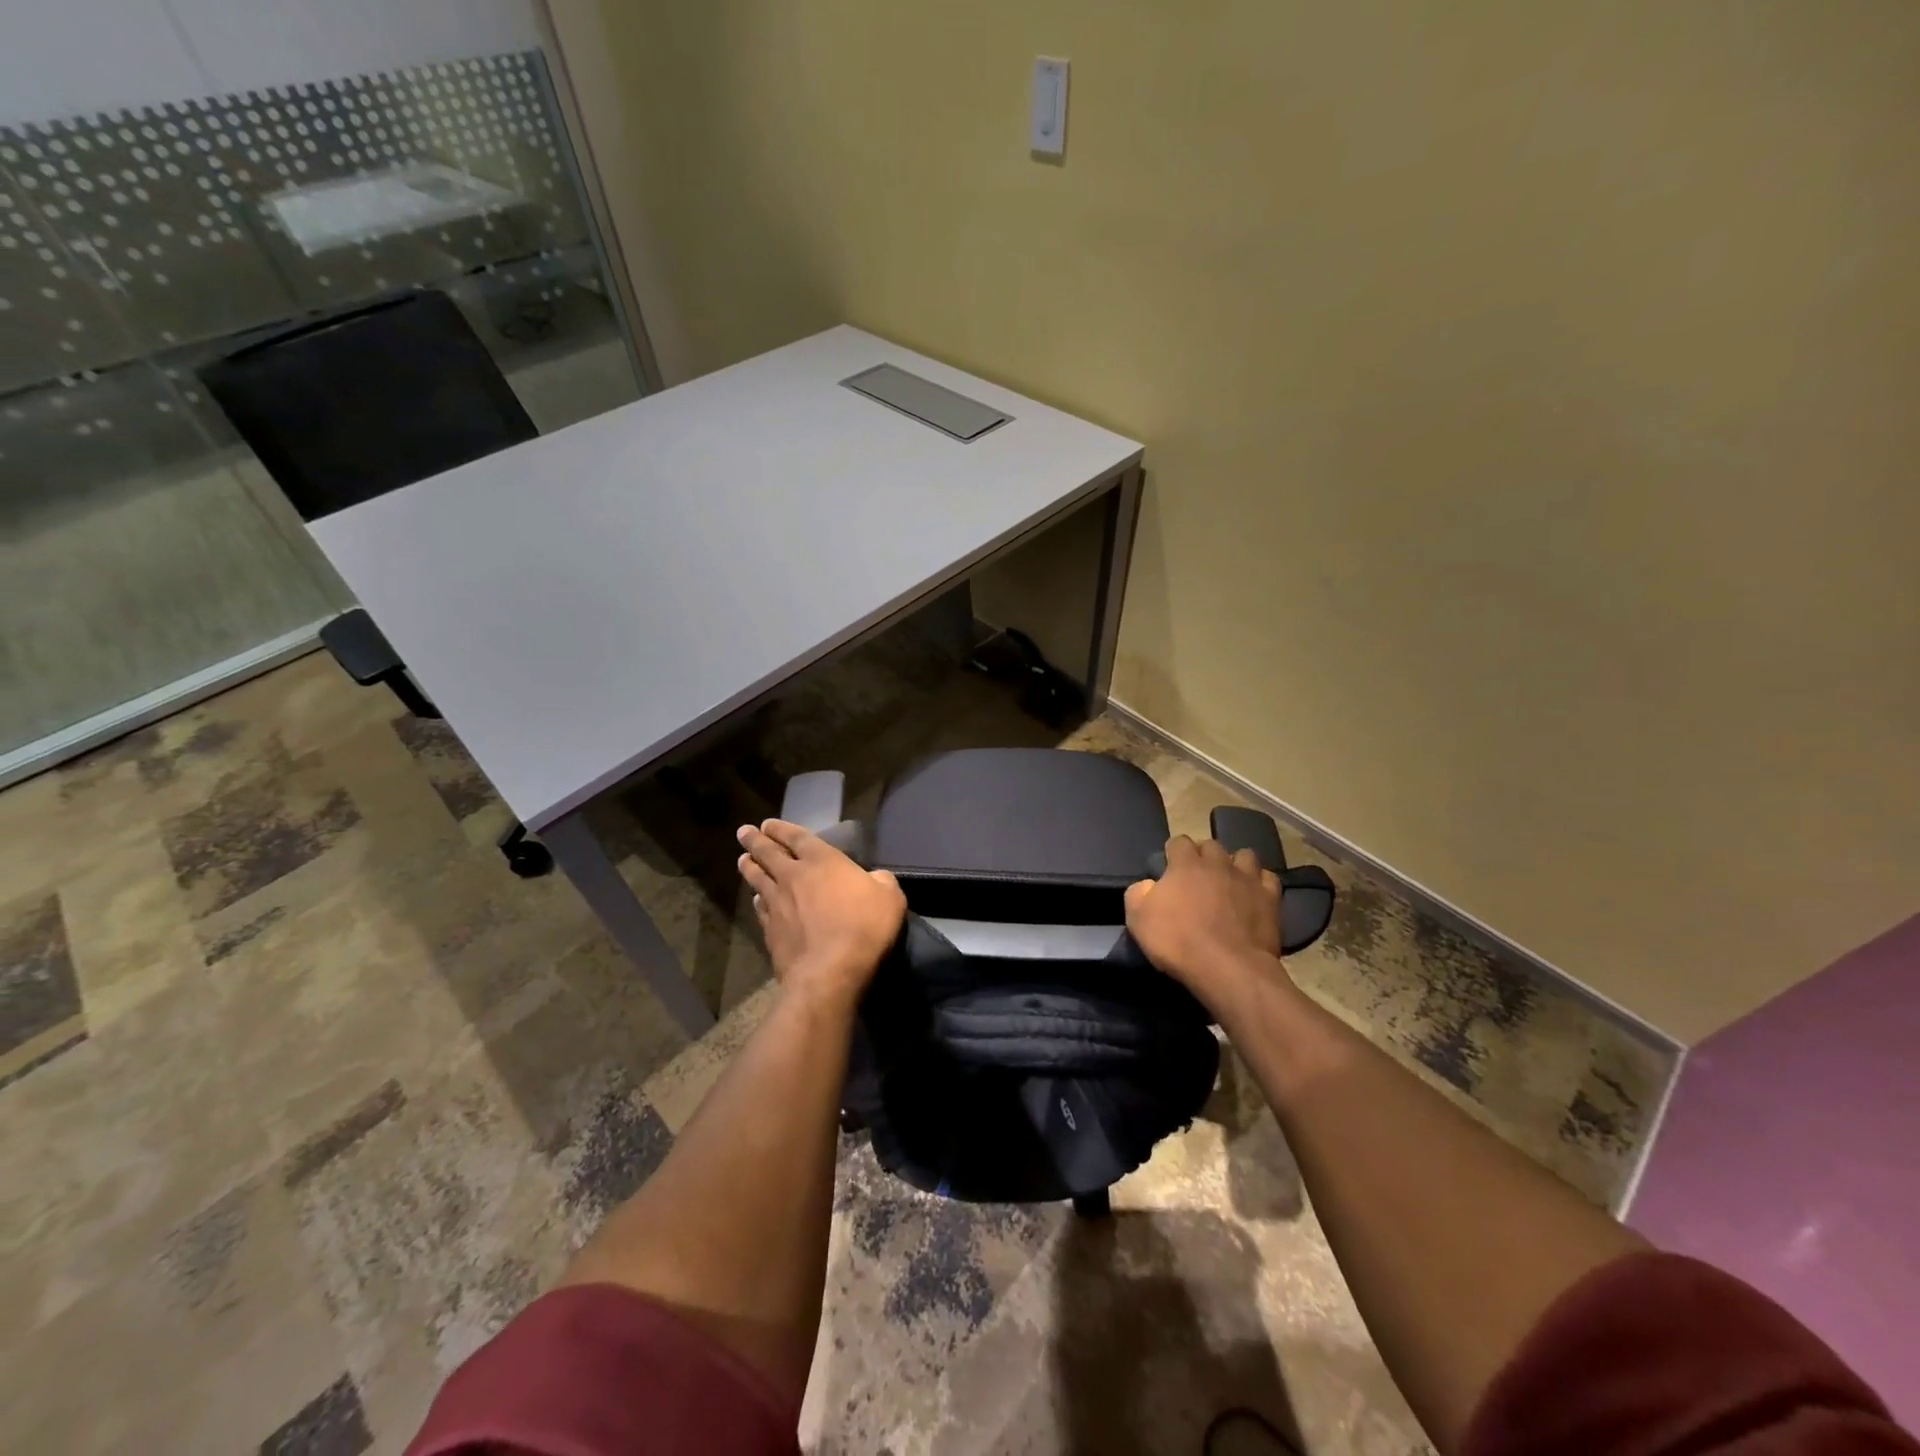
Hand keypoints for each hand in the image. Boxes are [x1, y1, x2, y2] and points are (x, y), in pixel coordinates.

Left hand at [737, 820, 906, 1009]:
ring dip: (749, 867)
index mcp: (822, 861)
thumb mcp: (890, 898)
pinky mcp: (770, 930)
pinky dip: (757, 900)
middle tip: (744, 832)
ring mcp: (777, 904)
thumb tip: (875, 878)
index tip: (767, 824)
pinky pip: (760, 908)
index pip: (797, 837)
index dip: (781, 829)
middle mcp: (793, 876)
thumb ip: (881, 881)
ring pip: (757, 879)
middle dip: (755, 840)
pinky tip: (756, 900)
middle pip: (768, 853)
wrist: (830, 972)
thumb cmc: (864, 927)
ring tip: (742, 859)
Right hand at [1125, 836, 1284, 1007]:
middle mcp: (1218, 863)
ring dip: (1234, 864)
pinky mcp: (1270, 898)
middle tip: (1197, 877)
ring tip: (1229, 881)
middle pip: (1211, 845)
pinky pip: (1268, 878)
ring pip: (1244, 855)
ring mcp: (1247, 878)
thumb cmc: (1178, 941)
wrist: (1228, 968)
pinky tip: (1253, 895)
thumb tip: (1147, 885)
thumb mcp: (1138, 919)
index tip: (1170, 868)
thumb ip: (1138, 893)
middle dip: (1203, 856)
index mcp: (1185, 864)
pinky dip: (1259, 883)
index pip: (1179, 842)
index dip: (1173, 853)